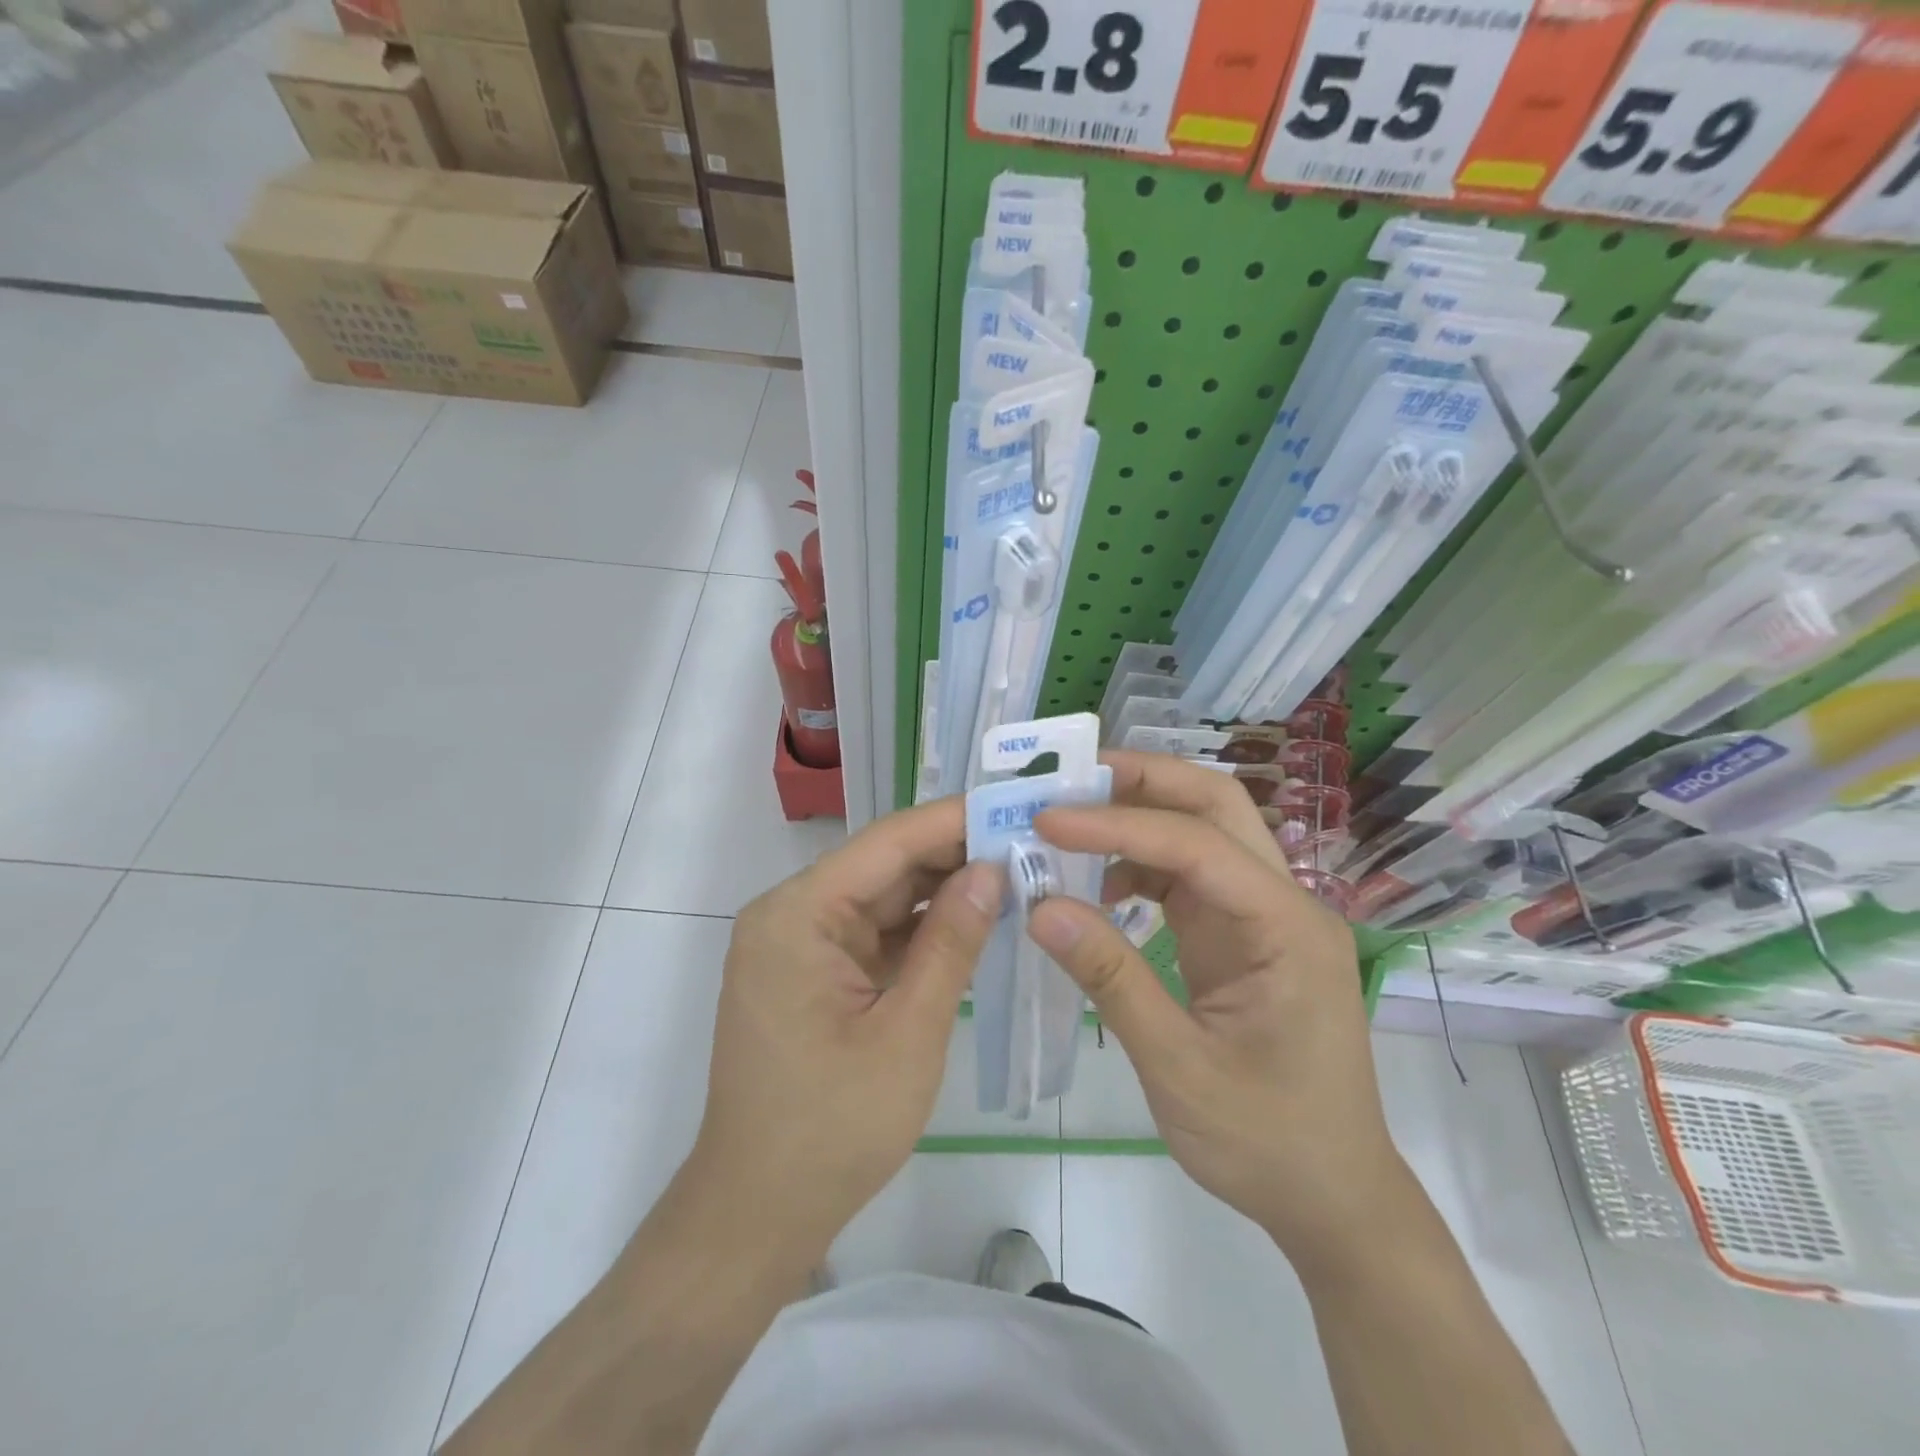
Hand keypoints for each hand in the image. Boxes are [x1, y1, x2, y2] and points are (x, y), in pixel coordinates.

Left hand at [685, 798, 1001, 1264]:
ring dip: (941, 892)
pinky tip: (973, 921)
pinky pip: (872, 934)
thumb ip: (951, 944)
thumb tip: (992, 870)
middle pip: (883, 866)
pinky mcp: (812, 973)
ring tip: (1014, 874)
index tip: (1014, 805)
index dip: (952, 821)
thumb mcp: (908, 1033)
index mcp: (797, 915)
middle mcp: (790, 915)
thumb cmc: (832, 1129)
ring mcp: (798, 945)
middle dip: (954, 856)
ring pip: (881, 899)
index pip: (886, 844)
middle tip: (1028, 843)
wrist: (757, 1214)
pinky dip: (920, 930)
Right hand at [1028, 754, 1408, 1266]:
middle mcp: (1282, 902)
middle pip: (1217, 806)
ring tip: (1070, 825)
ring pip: (1202, 830)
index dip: (1117, 824)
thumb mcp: (1178, 1066)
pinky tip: (1101, 888)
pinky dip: (1141, 864)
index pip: (1196, 844)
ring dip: (1138, 816)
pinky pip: (1190, 875)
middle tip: (1069, 781)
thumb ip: (1111, 979)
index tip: (1046, 820)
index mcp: (1286, 927)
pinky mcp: (1241, 934)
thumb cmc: (1266, 1140)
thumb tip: (1040, 907)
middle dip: (1143, 782)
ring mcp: (1262, 915)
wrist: (1331, 1196)